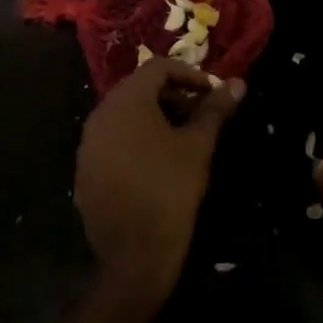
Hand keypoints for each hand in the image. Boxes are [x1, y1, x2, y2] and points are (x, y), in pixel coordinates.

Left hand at [76, 59, 243, 303]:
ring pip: (124, 115)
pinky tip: (156, 164)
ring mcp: (88, 145)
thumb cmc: (170, 190)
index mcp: (126, 102)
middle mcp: (100, 115)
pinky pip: (112, 141)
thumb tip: (238, 83)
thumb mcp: (198, 146)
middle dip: (172, 95)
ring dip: (154, 117)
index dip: (190, 75)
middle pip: (139, 88)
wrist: (134, 255)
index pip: (158, 67)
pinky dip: (136, 140)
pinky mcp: (84, 171)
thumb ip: (215, 110)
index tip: (212, 95)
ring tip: (181, 139)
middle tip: (200, 116)